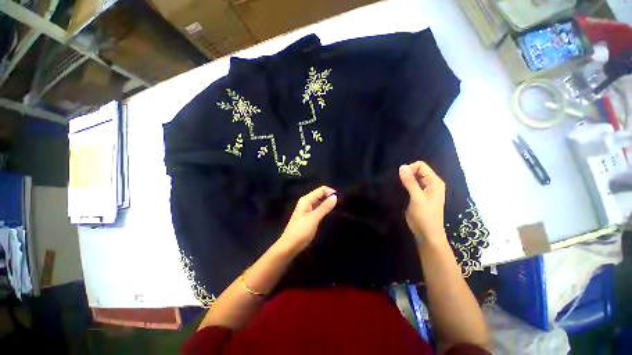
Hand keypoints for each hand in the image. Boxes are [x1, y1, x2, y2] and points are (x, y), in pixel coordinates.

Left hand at [277, 186, 336, 254]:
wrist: (289, 245)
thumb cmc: (301, 231)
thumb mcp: (314, 218)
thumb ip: (324, 207)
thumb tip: (335, 196)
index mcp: (306, 199)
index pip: (321, 189)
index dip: (330, 192)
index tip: (339, 200)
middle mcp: (306, 202)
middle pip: (320, 194)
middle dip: (329, 197)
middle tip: (340, 204)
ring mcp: (307, 209)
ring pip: (320, 201)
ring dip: (327, 203)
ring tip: (337, 208)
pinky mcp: (309, 216)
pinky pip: (318, 208)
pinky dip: (324, 209)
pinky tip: (329, 213)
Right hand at [399, 162, 446, 243]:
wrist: (427, 234)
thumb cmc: (424, 215)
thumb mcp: (416, 197)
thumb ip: (409, 181)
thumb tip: (401, 166)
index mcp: (435, 182)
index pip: (421, 166)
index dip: (410, 168)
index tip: (401, 177)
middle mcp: (431, 184)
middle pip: (417, 171)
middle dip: (407, 174)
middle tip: (398, 183)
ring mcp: (426, 191)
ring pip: (414, 179)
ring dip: (405, 180)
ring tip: (398, 186)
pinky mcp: (419, 196)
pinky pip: (412, 186)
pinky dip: (405, 186)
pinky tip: (399, 190)